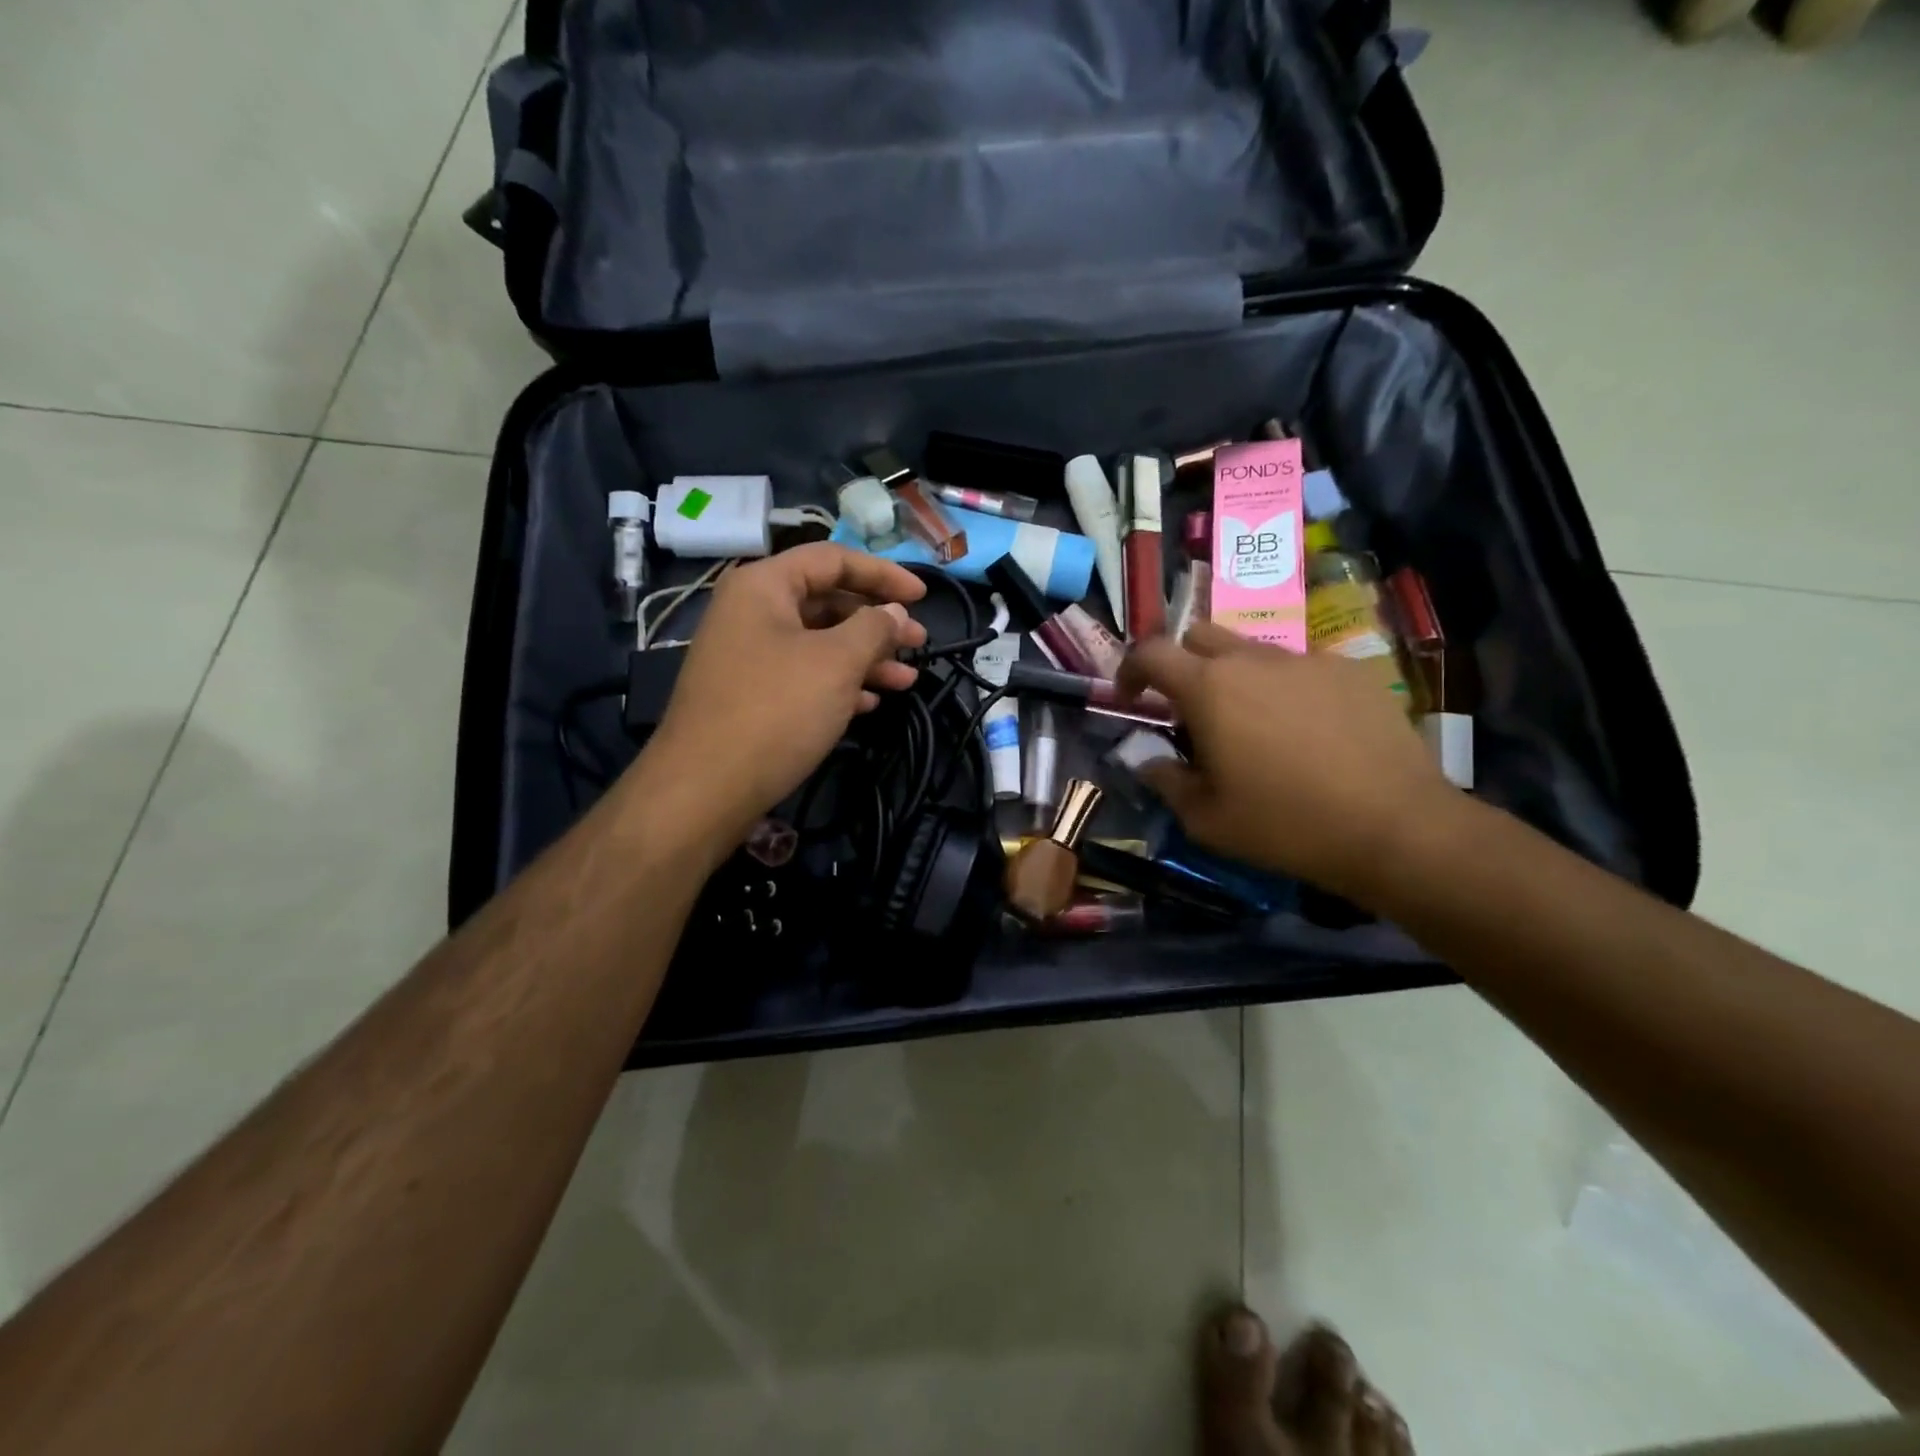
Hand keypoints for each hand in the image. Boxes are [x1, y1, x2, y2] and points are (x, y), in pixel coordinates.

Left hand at [637, 544, 927, 850]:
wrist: (705, 788)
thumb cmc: (776, 710)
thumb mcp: (836, 663)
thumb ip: (874, 628)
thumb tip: (895, 612)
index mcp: (763, 586)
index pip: (832, 559)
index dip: (883, 574)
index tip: (924, 595)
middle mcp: (751, 612)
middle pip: (827, 601)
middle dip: (878, 622)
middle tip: (920, 642)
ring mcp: (748, 656)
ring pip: (819, 643)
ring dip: (866, 658)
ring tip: (907, 680)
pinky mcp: (751, 695)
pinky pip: (804, 675)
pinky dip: (839, 684)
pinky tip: (871, 703)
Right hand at [1118, 622, 1452, 902]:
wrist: (1394, 827)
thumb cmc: (1285, 825)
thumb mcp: (1207, 820)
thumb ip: (1167, 782)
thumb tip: (1150, 762)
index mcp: (1209, 689)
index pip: (1151, 653)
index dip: (1130, 669)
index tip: (1130, 696)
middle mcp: (1254, 660)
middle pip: (1200, 634)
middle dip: (1183, 663)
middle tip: (1191, 710)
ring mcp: (1307, 660)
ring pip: (1253, 651)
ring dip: (1236, 678)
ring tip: (1255, 726)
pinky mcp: (1351, 671)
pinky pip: (1301, 667)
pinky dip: (1286, 689)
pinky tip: (1308, 732)